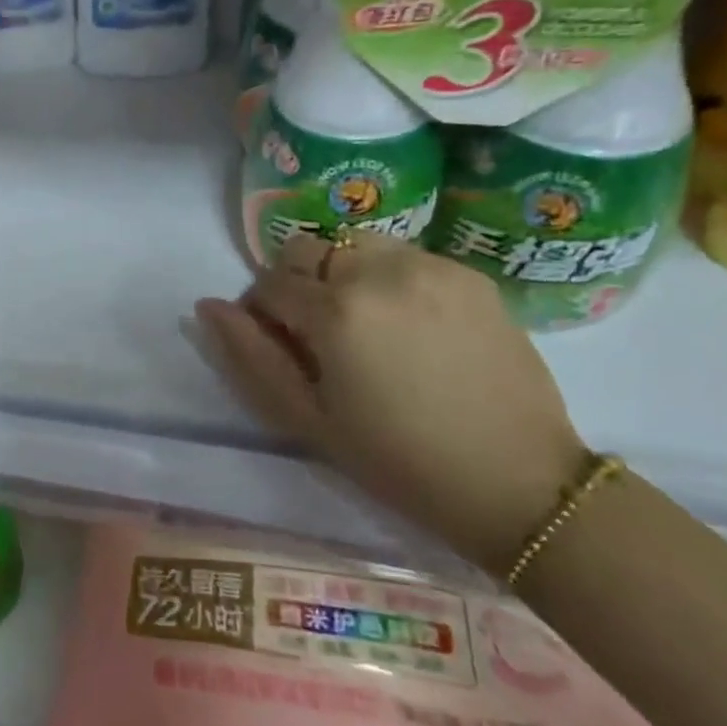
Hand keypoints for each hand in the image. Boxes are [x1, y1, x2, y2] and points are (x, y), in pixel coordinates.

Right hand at [195, 231, 587, 574]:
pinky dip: (387, 279)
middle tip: (315, 334)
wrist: (518, 482)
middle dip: (296, 282)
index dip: (259, 313)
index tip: (278, 347)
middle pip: (307, 248)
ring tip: (363, 326)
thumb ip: (249, 356)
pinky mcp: (469, 275)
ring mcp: (430, 266)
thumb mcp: (307, 419)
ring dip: (341, 273)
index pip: (267, 283)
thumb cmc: (397, 461)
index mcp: (335, 310)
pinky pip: (404, 258)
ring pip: (354, 243)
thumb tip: (208, 306)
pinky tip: (409, 328)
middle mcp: (380, 270)